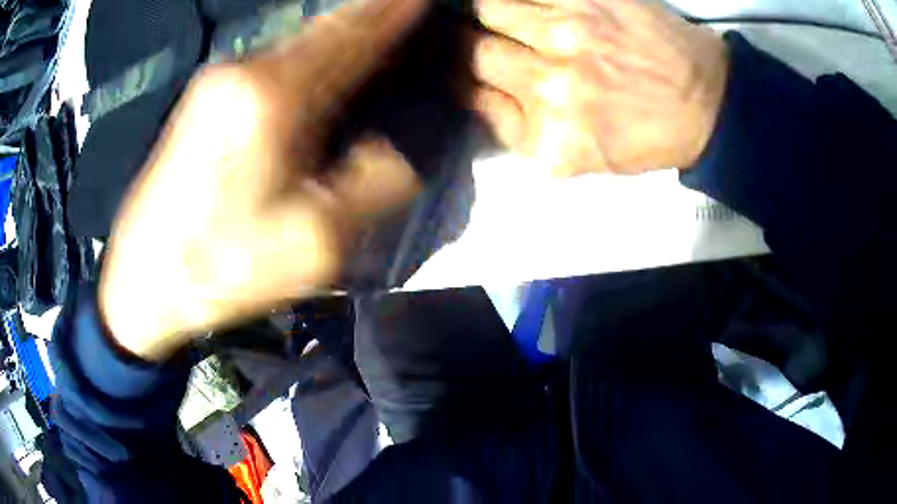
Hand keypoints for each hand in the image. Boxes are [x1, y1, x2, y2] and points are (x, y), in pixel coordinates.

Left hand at [100, 0, 426, 360]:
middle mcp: (244, 70)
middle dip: (375, 12)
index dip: (396, 11)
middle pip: (325, 27)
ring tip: (384, 32)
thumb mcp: (315, 244)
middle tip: (412, 8)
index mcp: (272, 98)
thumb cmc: (220, 269)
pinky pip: (276, 60)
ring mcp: (220, 80)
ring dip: (345, 33)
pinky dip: (315, 53)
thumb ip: (374, 184)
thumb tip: (396, 144)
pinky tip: (331, 63)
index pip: (353, 34)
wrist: (142, 282)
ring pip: (300, 41)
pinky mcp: (207, 98)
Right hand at [472, 0, 728, 175]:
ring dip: (487, 12)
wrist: (705, 103)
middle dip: (465, 44)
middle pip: (473, 51)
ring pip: (490, 8)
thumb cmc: (649, 136)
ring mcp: (570, 35)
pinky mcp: (588, 1)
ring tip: (502, 17)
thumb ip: (523, 132)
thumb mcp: (582, 160)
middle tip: (475, 39)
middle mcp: (553, 86)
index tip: (466, 72)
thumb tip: (481, 94)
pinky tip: (526, 8)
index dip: (463, 80)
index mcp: (551, 137)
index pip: (473, 97)